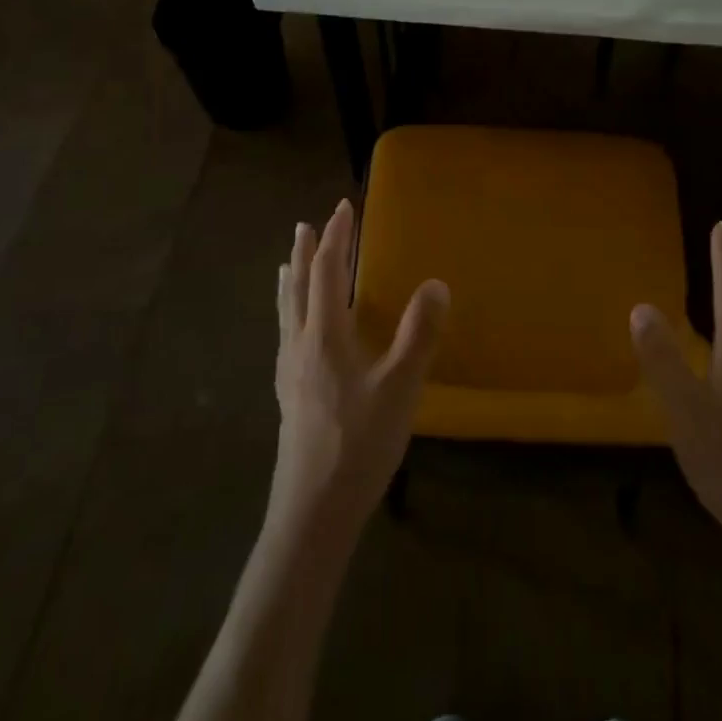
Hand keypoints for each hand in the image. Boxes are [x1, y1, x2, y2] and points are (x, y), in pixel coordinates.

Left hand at [268, 200, 447, 547]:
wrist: (312, 511)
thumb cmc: (359, 445)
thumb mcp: (400, 388)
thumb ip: (419, 334)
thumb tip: (436, 283)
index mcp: (324, 336)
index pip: (327, 271)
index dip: (336, 238)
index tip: (343, 208)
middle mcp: (299, 345)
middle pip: (298, 287)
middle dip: (305, 252)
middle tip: (306, 225)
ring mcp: (289, 372)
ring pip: (286, 312)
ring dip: (291, 280)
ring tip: (286, 263)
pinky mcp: (288, 395)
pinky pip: (285, 334)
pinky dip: (288, 311)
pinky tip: (293, 330)